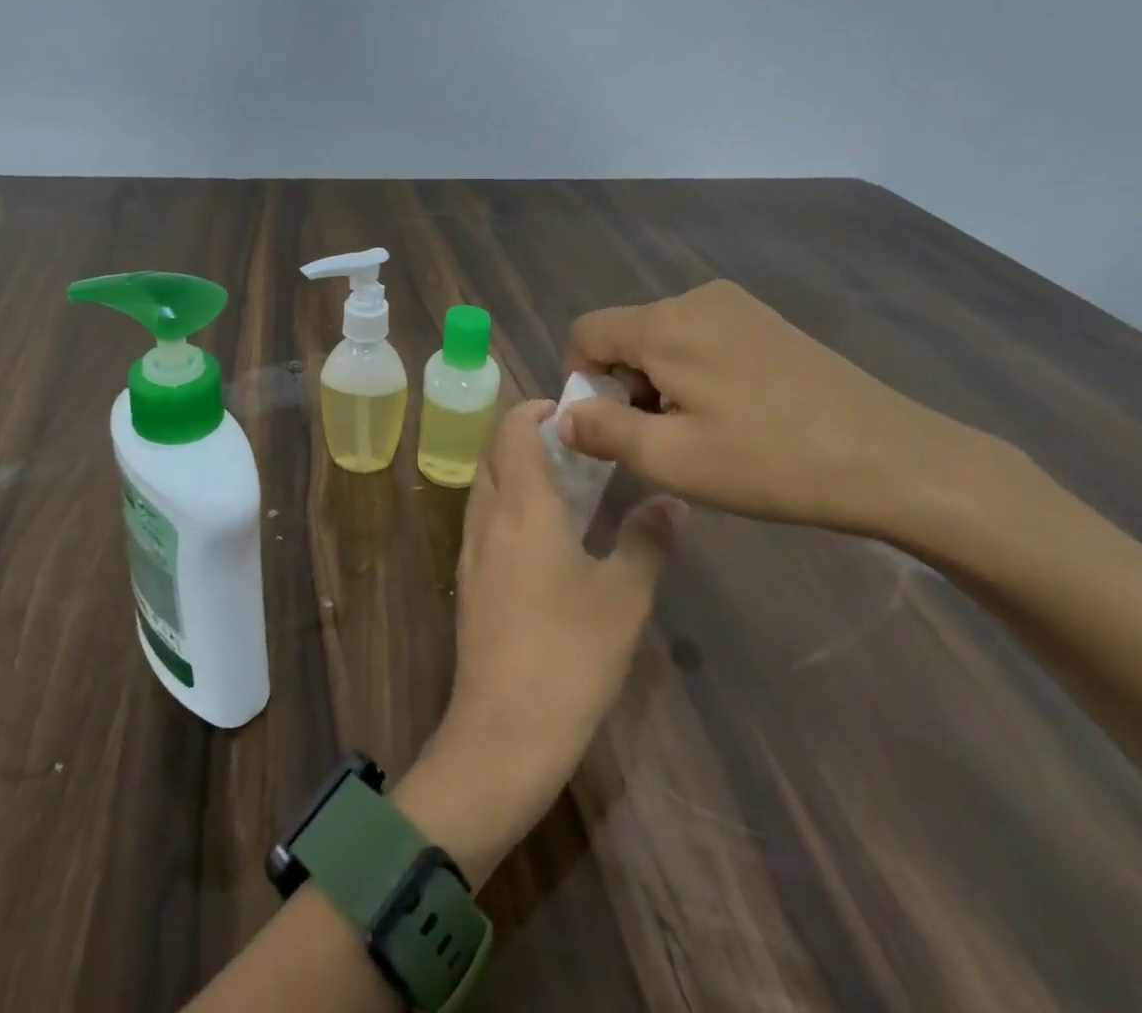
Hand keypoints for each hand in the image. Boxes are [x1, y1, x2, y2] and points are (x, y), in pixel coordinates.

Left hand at [395, 401, 684, 887]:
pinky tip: (544, 534)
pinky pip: (484, 519)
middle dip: (528, 435)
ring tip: (566, 481)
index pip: (513, 428)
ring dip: (516, 469)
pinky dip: (508, 503)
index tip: (575, 411)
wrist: (503, 732)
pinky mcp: (467, 582)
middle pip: (495, 452)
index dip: (537, 409)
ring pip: (486, 485)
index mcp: (522, 506)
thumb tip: (673, 501)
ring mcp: (470, 551)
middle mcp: (487, 517)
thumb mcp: (624, 597)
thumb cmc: (569, 656)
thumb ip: (647, 541)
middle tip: (578, 444)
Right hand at [561, 279, 991, 539]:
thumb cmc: (769, 461)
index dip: (581, 380)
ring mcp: (737, 306)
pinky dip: (694, 373)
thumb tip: (563, 418)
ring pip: (664, 339)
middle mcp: (695, 299)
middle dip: (624, 386)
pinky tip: (732, 416)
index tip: (609, 429)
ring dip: (660, 383)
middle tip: (661, 441)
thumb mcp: (671, 458)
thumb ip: (603, 431)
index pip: (586, 333)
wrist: (891, 458)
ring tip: (700, 434)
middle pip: (626, 335)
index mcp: (664, 324)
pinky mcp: (766, 321)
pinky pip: (701, 339)